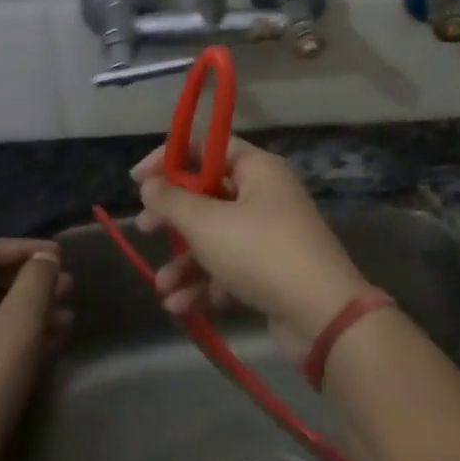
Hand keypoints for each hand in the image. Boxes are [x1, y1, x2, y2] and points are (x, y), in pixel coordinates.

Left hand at [0, 239, 72, 460]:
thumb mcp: (19, 324)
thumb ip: (35, 281)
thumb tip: (45, 258)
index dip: (25, 248)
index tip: (61, 257)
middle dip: (32, 282)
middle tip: (69, 289)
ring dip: (30, 310)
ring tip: (67, 318)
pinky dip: (18, 335)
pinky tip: (51, 343)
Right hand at [133, 137, 369, 361]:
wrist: (321, 313)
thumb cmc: (260, 252)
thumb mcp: (207, 223)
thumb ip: (172, 201)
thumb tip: (150, 184)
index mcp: (259, 169)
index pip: (210, 147)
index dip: (171, 158)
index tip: (137, 179)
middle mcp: (267, 196)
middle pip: (209, 195)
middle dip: (174, 217)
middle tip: (144, 229)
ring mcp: (272, 235)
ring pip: (217, 238)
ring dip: (185, 261)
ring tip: (161, 287)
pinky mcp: (272, 272)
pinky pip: (230, 269)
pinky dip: (206, 284)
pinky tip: (180, 307)